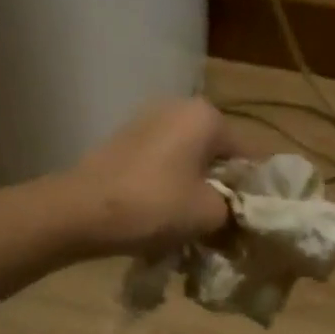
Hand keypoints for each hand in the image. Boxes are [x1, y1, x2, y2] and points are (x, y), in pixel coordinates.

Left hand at [60, 98, 240, 257]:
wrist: (79, 211)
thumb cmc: (153, 205)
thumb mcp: (208, 215)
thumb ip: (234, 211)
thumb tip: (236, 214)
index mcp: (206, 116)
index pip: (249, 155)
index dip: (254, 191)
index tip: (251, 221)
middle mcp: (178, 107)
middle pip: (217, 155)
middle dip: (222, 188)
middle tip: (224, 226)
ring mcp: (146, 121)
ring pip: (188, 160)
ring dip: (194, 188)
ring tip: (192, 224)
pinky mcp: (124, 141)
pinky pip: (161, 164)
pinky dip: (168, 185)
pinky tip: (163, 214)